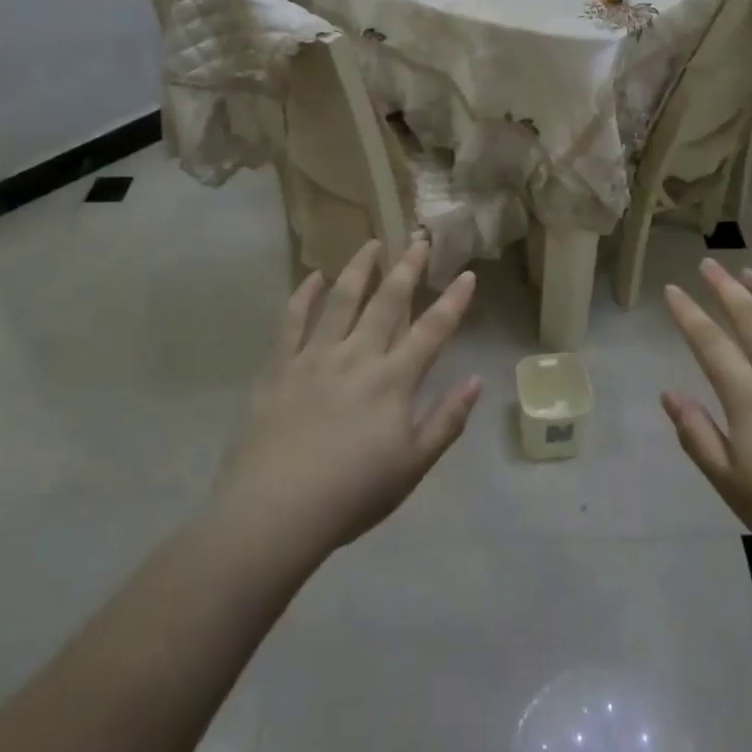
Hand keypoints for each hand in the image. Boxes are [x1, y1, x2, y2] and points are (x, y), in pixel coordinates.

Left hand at [212, 238, 479, 565]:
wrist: (275, 511)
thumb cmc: (352, 495)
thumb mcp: (413, 466)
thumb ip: (447, 421)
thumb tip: (476, 381)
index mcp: (393, 381)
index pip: (432, 330)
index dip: (453, 301)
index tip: (467, 274)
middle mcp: (357, 356)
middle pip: (387, 302)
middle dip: (407, 268)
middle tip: (418, 240)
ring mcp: (314, 357)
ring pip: (340, 300)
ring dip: (358, 269)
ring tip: (370, 244)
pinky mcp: (279, 367)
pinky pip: (292, 321)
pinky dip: (303, 295)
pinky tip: (312, 276)